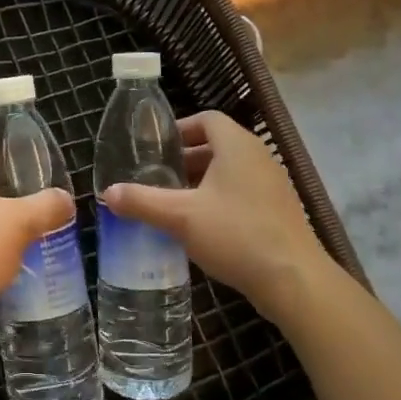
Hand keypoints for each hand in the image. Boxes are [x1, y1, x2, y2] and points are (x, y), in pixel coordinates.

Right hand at [102, 111, 338, 322]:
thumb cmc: (236, 234)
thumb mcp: (180, 217)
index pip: (207, 120)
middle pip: (217, 145)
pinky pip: (243, 192)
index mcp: (237, 145)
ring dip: (202, 182)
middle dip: (186, 160)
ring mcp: (273, 184)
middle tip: (158, 177)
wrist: (294, 279)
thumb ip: (142, 201)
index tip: (156, 148)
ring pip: (230, 171)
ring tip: (174, 203)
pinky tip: (202, 227)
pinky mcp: (279, 211)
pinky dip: (220, 200)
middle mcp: (258, 157)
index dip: (180, 129)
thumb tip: (107, 193)